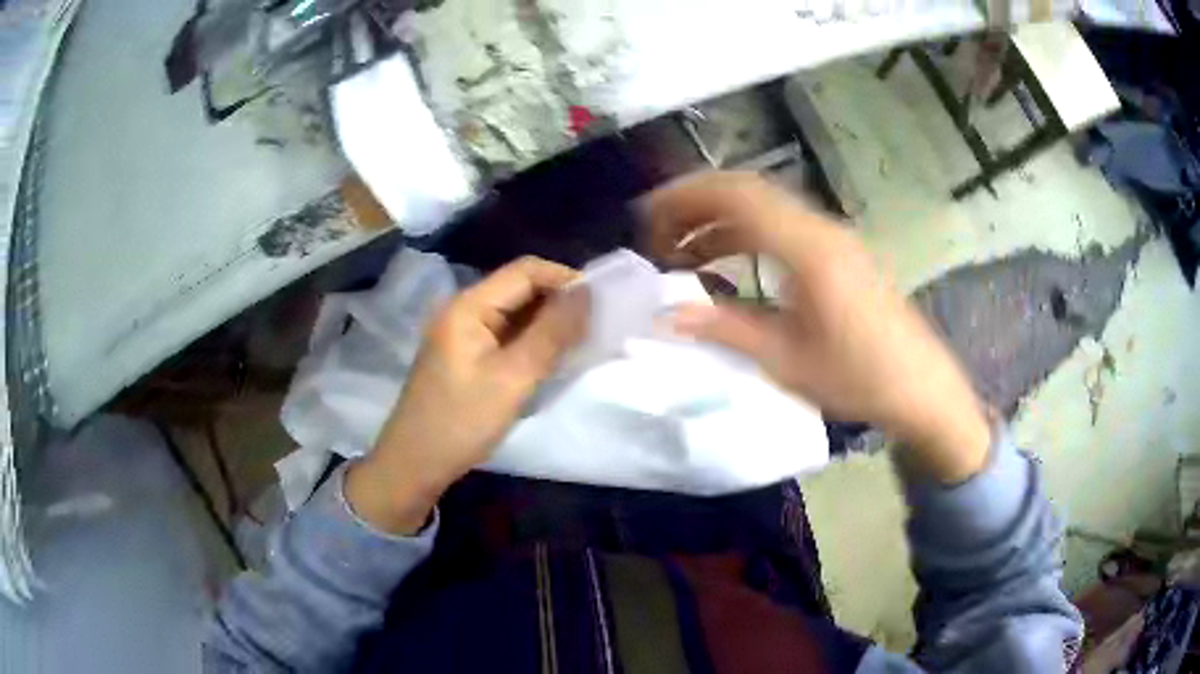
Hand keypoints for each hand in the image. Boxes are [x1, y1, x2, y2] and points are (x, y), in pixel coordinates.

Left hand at [347, 257, 588, 533]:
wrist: (414, 465)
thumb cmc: (460, 422)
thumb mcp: (512, 379)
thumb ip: (551, 334)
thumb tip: (587, 294)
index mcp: (468, 306)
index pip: (524, 271)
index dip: (564, 279)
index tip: (602, 302)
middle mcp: (463, 310)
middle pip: (519, 289)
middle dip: (558, 301)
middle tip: (597, 325)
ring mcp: (462, 334)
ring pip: (514, 314)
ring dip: (547, 323)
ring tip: (582, 340)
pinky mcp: (466, 357)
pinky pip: (505, 336)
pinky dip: (531, 341)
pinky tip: (553, 357)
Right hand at [644, 172, 989, 482]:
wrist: (921, 389)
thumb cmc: (859, 378)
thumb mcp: (786, 360)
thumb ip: (725, 329)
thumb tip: (667, 316)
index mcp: (808, 248)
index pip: (737, 196)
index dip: (685, 198)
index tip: (646, 218)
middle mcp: (821, 229)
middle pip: (748, 191)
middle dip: (695, 204)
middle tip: (656, 234)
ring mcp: (833, 238)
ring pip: (765, 207)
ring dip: (720, 220)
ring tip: (682, 251)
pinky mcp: (840, 253)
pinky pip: (783, 227)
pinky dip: (746, 235)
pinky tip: (727, 263)